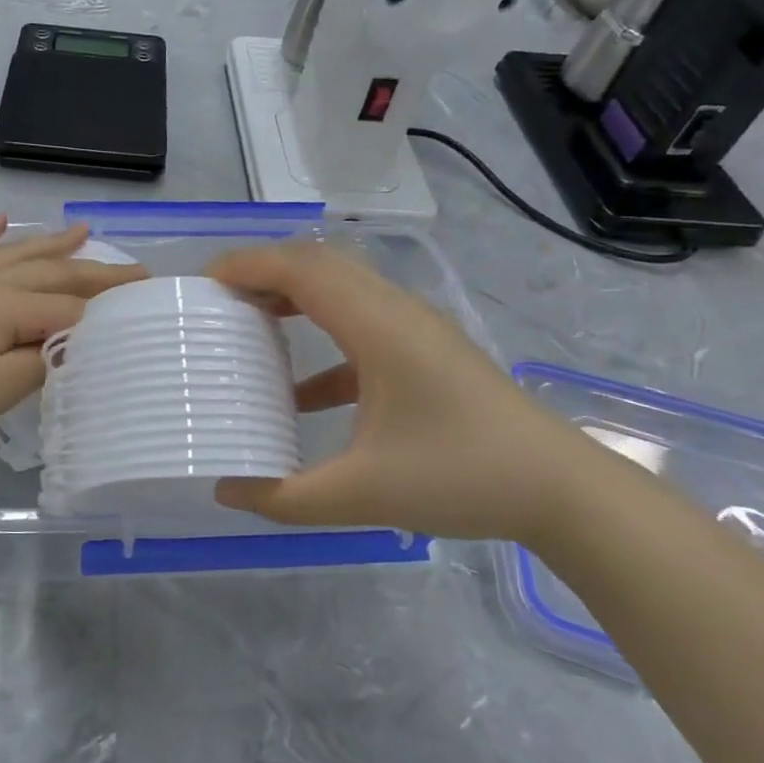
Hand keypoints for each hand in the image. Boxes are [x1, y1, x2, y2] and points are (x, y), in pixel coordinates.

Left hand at [0, 218, 146, 444]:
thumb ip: (41, 365)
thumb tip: (72, 346)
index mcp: (9, 305)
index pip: (70, 308)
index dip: (108, 310)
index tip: (146, 306)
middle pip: (52, 272)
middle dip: (96, 271)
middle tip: (133, 268)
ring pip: (17, 252)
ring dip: (52, 242)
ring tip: (82, 228)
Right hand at [208, 243, 621, 544]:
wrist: (559, 490)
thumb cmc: (459, 476)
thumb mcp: (361, 494)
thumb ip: (284, 496)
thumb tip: (225, 490)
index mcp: (377, 327)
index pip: (302, 269)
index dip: (249, 265)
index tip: (204, 282)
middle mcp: (395, 311)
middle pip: (319, 265)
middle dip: (263, 272)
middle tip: (217, 299)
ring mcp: (415, 329)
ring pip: (342, 290)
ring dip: (292, 297)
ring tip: (247, 324)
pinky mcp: (426, 352)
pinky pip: (361, 326)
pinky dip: (321, 339)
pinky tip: (299, 393)